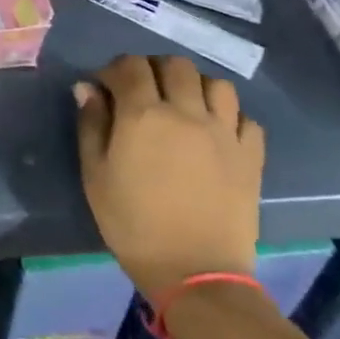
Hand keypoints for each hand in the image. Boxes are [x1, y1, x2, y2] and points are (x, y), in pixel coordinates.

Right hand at [74, 54, 264, 298]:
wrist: (194, 272)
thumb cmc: (133, 223)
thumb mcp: (95, 174)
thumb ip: (91, 124)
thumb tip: (88, 88)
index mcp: (143, 115)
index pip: (131, 66)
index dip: (115, 69)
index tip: (106, 86)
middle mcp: (187, 113)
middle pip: (176, 66)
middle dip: (155, 70)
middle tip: (144, 92)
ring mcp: (224, 133)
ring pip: (217, 84)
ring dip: (196, 87)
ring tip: (184, 106)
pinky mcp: (251, 156)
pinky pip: (246, 119)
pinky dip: (230, 117)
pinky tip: (216, 133)